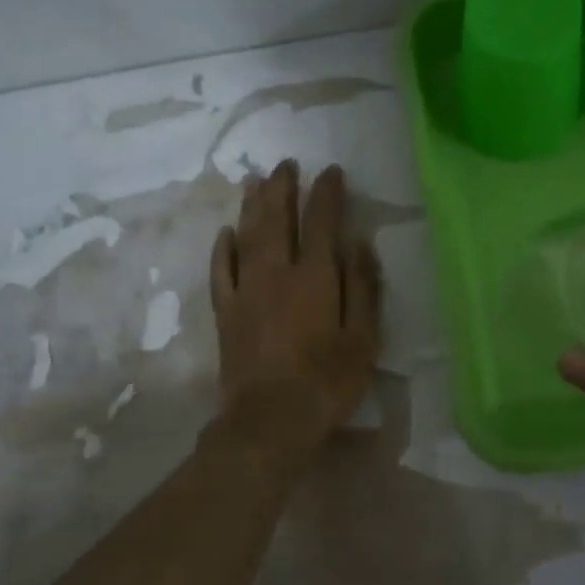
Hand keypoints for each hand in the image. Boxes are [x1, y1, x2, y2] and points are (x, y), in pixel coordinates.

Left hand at [208, 160, 382, 458]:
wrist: (270, 420)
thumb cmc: (327, 381)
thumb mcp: (363, 338)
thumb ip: (362, 286)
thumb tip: (358, 242)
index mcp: (315, 277)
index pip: (322, 221)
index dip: (327, 192)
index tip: (331, 171)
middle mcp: (276, 272)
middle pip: (277, 218)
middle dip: (283, 187)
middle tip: (286, 163)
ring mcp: (245, 290)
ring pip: (246, 235)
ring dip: (252, 205)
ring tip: (256, 181)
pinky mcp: (225, 312)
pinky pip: (221, 270)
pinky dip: (223, 247)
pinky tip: (226, 232)